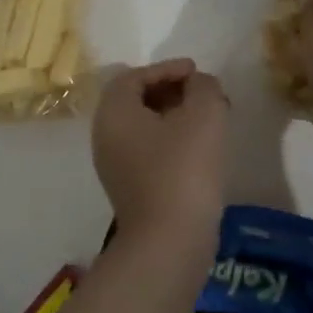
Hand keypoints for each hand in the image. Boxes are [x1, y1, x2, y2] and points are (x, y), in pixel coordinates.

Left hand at [92, 58, 227, 245]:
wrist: (169, 243)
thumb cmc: (183, 169)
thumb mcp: (204, 114)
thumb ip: (204, 87)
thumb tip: (199, 84)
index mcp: (114, 112)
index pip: (135, 76)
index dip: (167, 68)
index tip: (196, 72)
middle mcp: (105, 135)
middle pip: (136, 100)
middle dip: (171, 91)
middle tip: (202, 93)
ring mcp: (114, 166)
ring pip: (143, 127)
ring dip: (174, 117)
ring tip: (207, 119)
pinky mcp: (130, 189)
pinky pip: (148, 151)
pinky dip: (171, 140)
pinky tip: (199, 148)